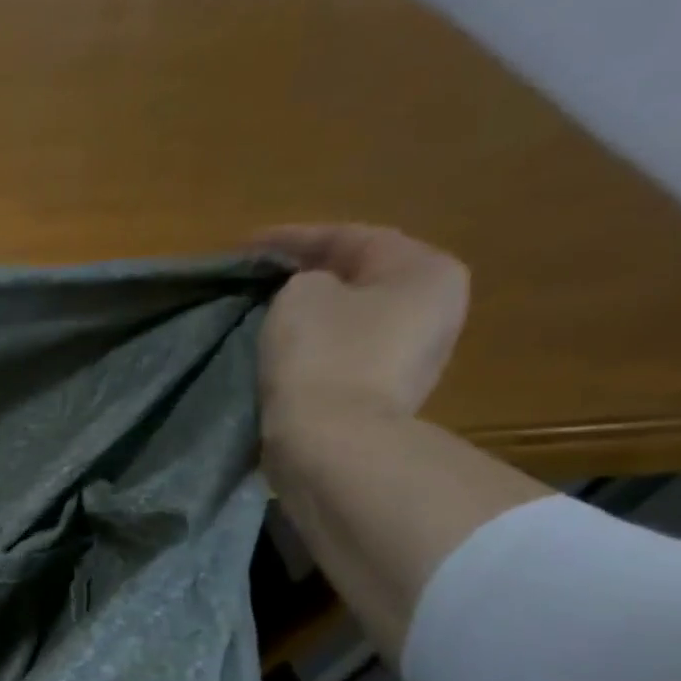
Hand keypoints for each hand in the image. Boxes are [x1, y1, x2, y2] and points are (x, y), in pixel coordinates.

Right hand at [252, 224, 469, 427]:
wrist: (331, 443)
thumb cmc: (322, 356)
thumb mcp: (301, 295)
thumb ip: (304, 279)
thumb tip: (309, 294)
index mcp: (426, 271)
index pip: (351, 238)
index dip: (292, 238)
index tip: (245, 247)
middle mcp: (434, 308)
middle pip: (359, 279)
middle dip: (308, 276)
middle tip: (259, 279)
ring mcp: (413, 356)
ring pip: (351, 320)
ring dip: (311, 315)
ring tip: (264, 314)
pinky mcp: (382, 395)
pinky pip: (342, 357)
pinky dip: (313, 348)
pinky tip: (281, 350)